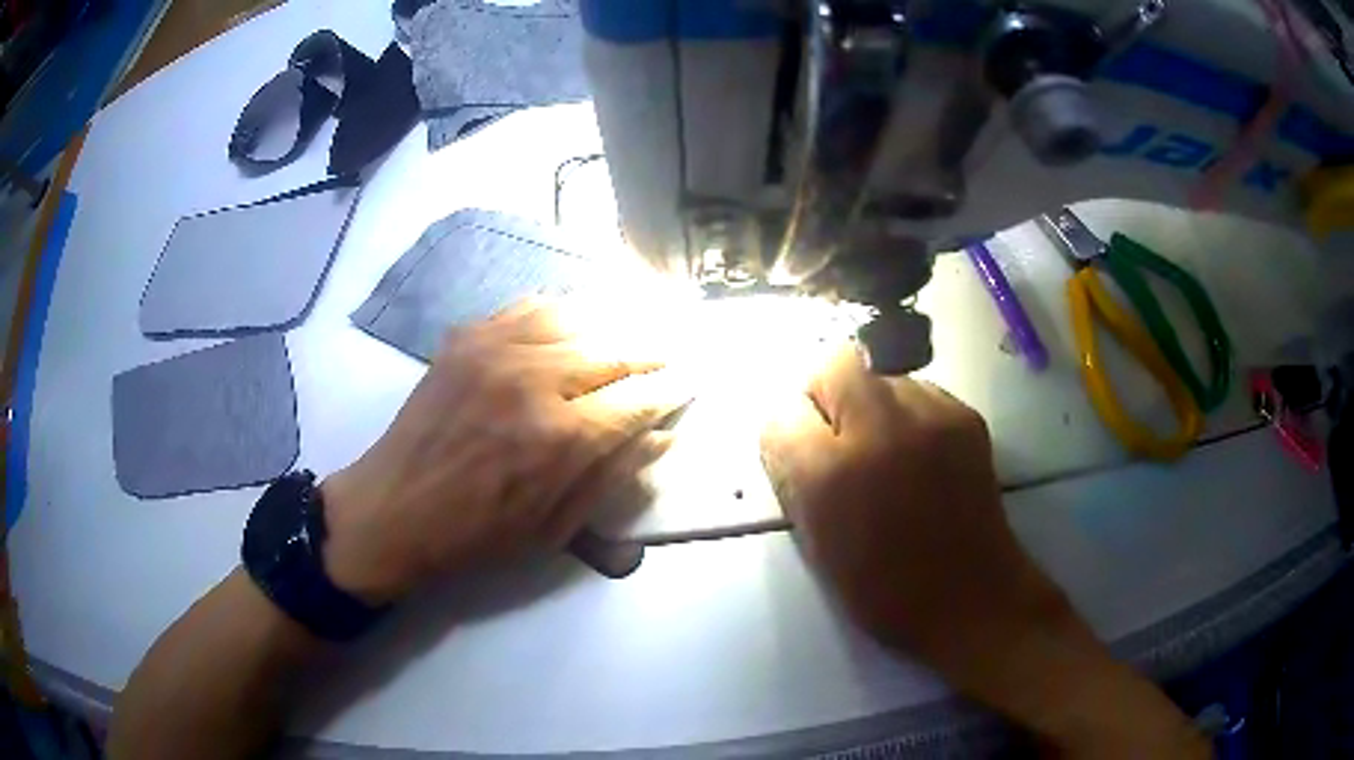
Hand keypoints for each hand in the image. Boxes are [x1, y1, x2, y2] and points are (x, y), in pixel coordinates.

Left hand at [320, 300, 689, 603]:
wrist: (394, 510)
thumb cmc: (477, 535)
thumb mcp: (556, 527)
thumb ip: (613, 475)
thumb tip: (662, 436)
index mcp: (562, 438)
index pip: (638, 398)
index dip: (670, 390)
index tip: (689, 384)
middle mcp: (535, 380)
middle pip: (614, 348)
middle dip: (652, 351)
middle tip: (670, 354)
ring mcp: (496, 349)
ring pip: (576, 316)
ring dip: (613, 322)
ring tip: (631, 330)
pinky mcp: (467, 338)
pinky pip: (527, 307)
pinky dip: (560, 310)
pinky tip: (573, 320)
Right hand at [760, 345, 1207, 756]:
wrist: (992, 609)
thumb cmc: (907, 598)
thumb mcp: (838, 549)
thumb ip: (812, 480)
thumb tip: (802, 430)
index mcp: (859, 470)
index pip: (804, 395)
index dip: (798, 404)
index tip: (802, 422)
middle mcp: (905, 425)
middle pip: (849, 363)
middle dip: (834, 384)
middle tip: (841, 425)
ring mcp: (948, 419)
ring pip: (893, 371)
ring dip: (882, 399)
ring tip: (894, 451)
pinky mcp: (977, 425)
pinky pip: (929, 395)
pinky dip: (918, 411)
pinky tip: (931, 458)